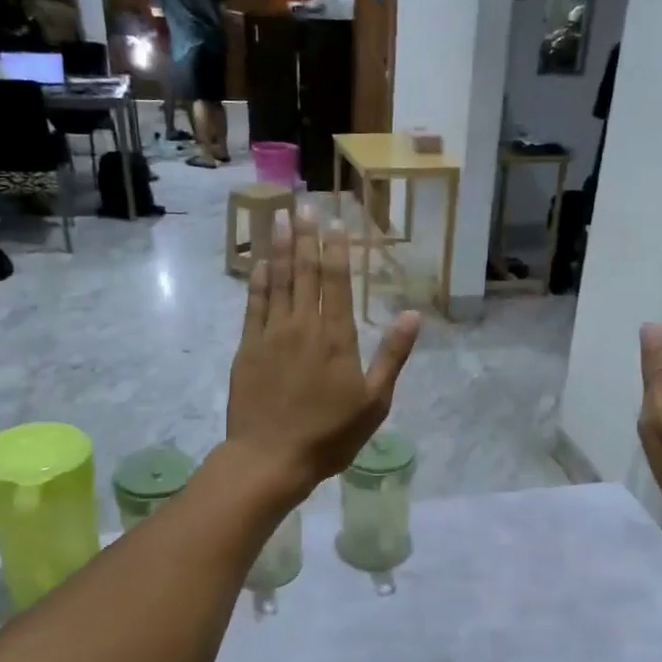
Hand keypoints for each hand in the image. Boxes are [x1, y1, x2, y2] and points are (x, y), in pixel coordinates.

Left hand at [227, 207, 419, 498]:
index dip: (336, 250)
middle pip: (305, 272)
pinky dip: (258, 281)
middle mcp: (303, 325)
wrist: (271, 457)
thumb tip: (414, 315)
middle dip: (305, 236)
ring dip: (279, 248)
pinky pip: (254, 305)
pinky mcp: (247, 348)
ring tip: (278, 217)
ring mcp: (271, 334)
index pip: (337, 282)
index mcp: (337, 337)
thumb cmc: (330, 434)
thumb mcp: (375, 401)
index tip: (334, 221)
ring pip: (278, 281)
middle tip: (302, 205)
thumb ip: (393, 355)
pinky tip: (260, 262)